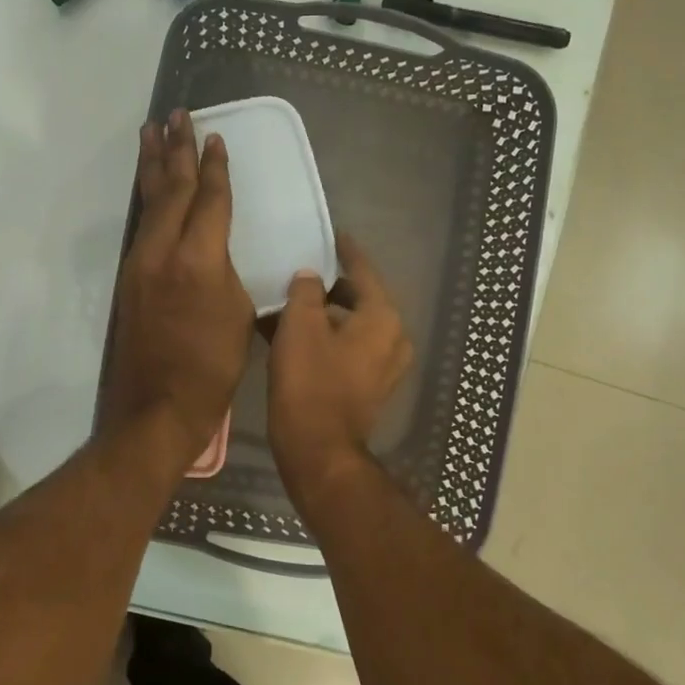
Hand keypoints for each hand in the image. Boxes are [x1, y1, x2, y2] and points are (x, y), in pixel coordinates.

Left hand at [101, 110, 253, 468]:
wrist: (157, 406)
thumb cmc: (212, 367)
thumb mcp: (239, 315)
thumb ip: (227, 272)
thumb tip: (217, 253)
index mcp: (199, 258)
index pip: (209, 199)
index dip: (214, 167)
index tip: (215, 137)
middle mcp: (163, 250)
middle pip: (171, 189)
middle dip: (176, 150)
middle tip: (175, 115)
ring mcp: (140, 263)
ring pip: (149, 203)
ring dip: (152, 165)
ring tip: (151, 133)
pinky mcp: (129, 279)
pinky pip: (141, 225)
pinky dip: (147, 198)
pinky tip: (149, 188)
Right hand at [267, 234, 412, 490]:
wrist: (318, 450)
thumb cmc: (310, 382)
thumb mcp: (300, 326)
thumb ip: (306, 292)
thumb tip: (310, 278)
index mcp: (382, 318)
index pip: (364, 271)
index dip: (346, 251)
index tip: (333, 235)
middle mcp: (393, 338)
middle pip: (360, 299)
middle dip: (330, 288)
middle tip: (301, 273)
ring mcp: (384, 366)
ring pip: (352, 326)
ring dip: (325, 315)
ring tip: (292, 304)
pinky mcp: (370, 387)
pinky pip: (349, 349)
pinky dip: (327, 339)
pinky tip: (296, 336)